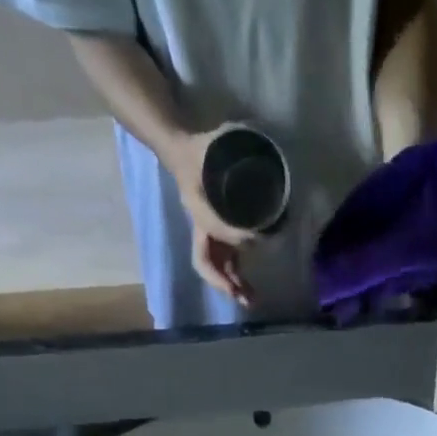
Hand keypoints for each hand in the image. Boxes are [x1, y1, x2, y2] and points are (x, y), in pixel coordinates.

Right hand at [161, 126, 256, 306]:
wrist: (180, 150)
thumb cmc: (198, 147)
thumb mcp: (215, 140)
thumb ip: (234, 137)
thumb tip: (255, 135)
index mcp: (197, 205)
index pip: (215, 228)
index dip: (235, 235)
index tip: (257, 237)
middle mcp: (201, 224)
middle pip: (208, 260)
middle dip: (225, 280)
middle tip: (244, 295)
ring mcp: (209, 233)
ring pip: (217, 267)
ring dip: (232, 285)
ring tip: (251, 300)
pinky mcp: (218, 236)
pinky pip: (225, 262)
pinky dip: (236, 277)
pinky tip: (250, 289)